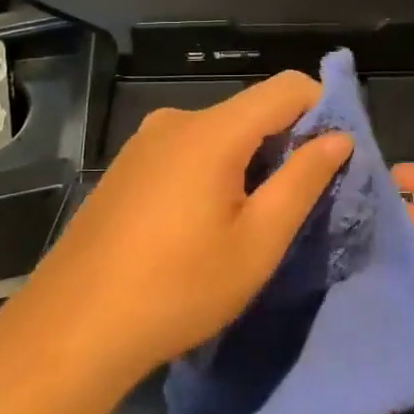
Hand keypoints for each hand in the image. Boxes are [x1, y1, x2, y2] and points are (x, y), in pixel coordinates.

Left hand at [26, 71, 352, 386]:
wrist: (74, 326)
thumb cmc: (179, 288)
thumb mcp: (258, 242)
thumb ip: (303, 181)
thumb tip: (339, 138)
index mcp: (213, 131)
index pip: (287, 87)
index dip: (324, 107)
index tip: (337, 153)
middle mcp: (176, 121)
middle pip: (251, 109)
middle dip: (286, 141)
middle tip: (299, 199)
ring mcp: (144, 143)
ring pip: (219, 132)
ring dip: (249, 160)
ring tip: (252, 218)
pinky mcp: (127, 167)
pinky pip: (186, 150)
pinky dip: (213, 169)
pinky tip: (204, 222)